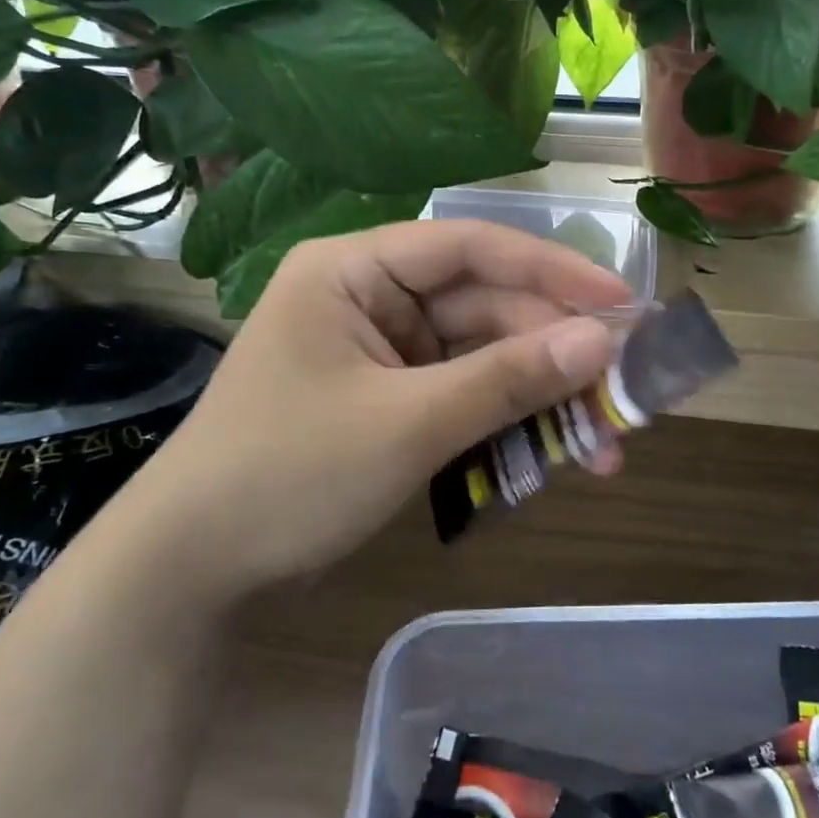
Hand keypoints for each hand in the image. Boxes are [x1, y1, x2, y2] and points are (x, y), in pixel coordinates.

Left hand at [112, 220, 632, 604]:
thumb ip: (505, 380)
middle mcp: (370, 299)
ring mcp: (380, 353)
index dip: (551, 271)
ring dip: (537, 400)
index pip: (469, 247)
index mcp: (354, 271)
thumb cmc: (288, 475)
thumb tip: (602, 342)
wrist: (194, 570)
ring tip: (602, 446)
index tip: (622, 303)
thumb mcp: (407, 424)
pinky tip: (550, 456)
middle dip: (551, 356)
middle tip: (624, 395)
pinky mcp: (388, 402)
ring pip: (479, 360)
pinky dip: (503, 425)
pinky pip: (461, 398)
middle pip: (482, 309)